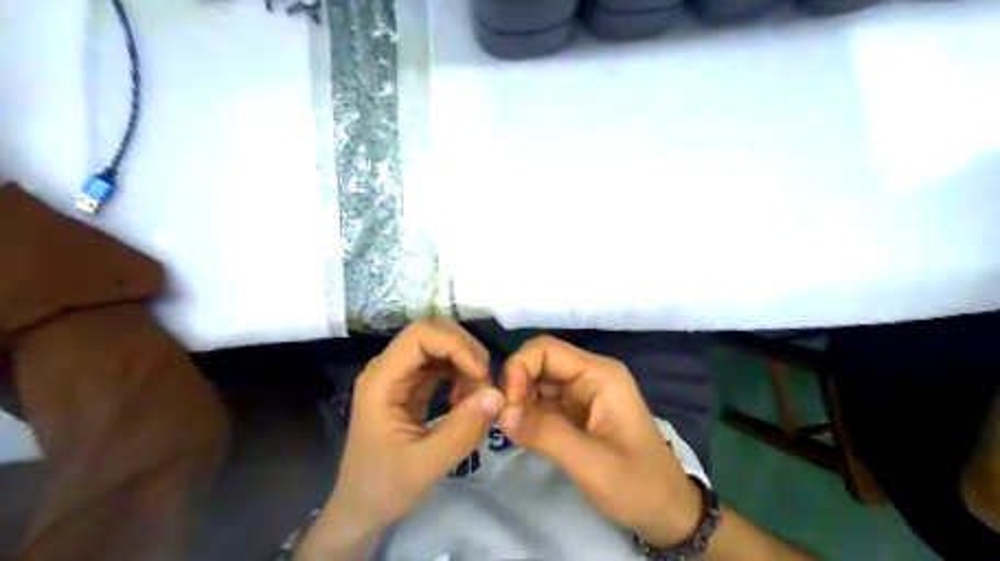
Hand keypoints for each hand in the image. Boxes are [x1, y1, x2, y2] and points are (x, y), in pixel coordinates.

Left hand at [329, 322, 504, 526]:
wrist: (361, 510)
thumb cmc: (384, 488)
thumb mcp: (426, 466)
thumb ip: (462, 430)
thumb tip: (498, 394)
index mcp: (382, 380)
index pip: (421, 335)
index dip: (456, 346)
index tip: (483, 375)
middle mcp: (388, 368)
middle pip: (432, 333)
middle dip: (465, 351)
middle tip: (487, 382)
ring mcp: (400, 376)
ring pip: (440, 347)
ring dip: (466, 364)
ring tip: (480, 396)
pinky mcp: (411, 387)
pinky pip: (441, 366)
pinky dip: (461, 376)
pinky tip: (466, 401)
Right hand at [500, 335, 701, 544]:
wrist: (667, 510)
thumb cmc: (638, 484)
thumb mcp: (592, 463)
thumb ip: (545, 433)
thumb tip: (502, 414)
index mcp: (600, 375)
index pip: (547, 349)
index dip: (520, 368)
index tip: (507, 405)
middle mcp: (589, 376)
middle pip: (540, 362)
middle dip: (516, 386)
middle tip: (503, 420)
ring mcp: (582, 393)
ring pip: (537, 382)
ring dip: (519, 401)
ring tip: (510, 428)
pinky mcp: (575, 411)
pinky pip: (543, 401)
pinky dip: (527, 413)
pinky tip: (521, 432)